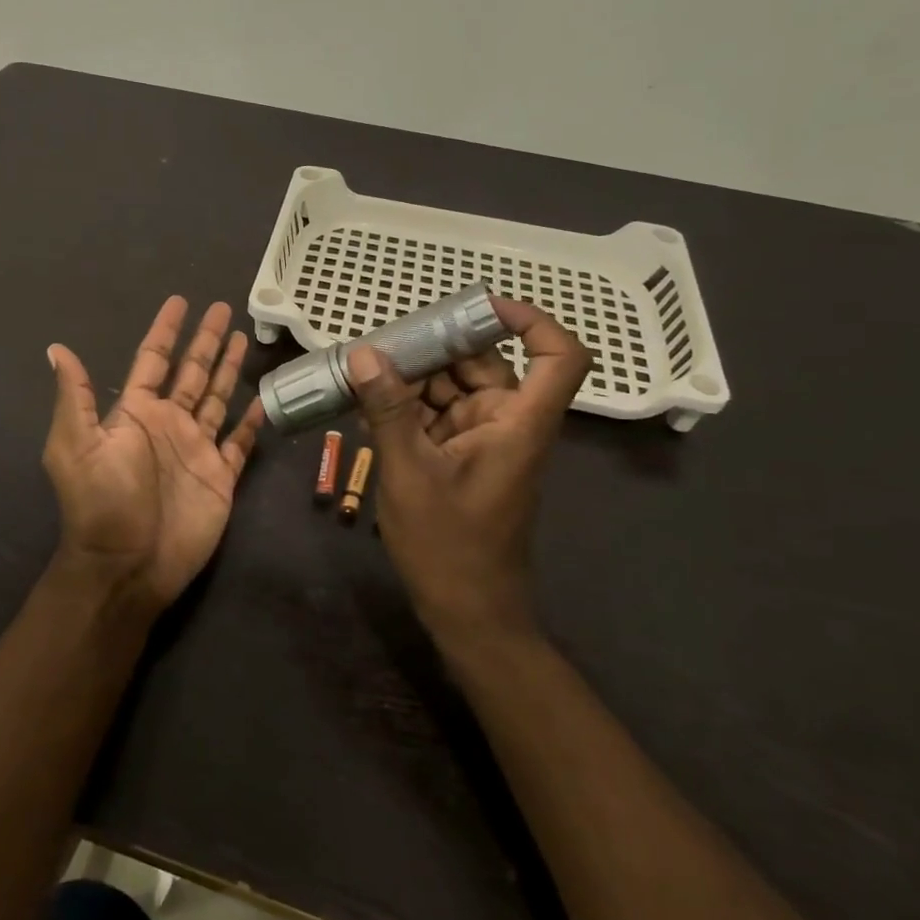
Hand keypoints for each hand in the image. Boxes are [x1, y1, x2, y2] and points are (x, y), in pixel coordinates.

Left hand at [44, 297, 264, 609]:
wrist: (128, 566)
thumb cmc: (102, 502)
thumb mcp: (77, 445)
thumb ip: (75, 397)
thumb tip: (56, 348)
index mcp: (136, 413)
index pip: (153, 360)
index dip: (165, 331)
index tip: (179, 302)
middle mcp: (168, 424)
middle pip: (193, 372)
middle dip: (206, 341)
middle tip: (223, 308)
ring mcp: (196, 449)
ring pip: (218, 399)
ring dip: (229, 370)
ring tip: (244, 338)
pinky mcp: (220, 476)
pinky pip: (239, 442)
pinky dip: (251, 423)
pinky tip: (262, 402)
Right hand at [349, 298, 590, 645]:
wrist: (467, 613)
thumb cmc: (450, 546)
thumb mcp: (409, 472)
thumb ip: (388, 410)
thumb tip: (363, 353)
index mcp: (519, 423)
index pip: (558, 356)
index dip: (531, 321)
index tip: (478, 306)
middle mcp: (508, 422)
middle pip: (485, 363)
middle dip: (434, 348)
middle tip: (379, 345)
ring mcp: (484, 440)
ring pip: (453, 387)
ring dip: (411, 379)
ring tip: (360, 374)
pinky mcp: (461, 457)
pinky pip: (436, 415)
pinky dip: (406, 408)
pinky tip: (365, 406)